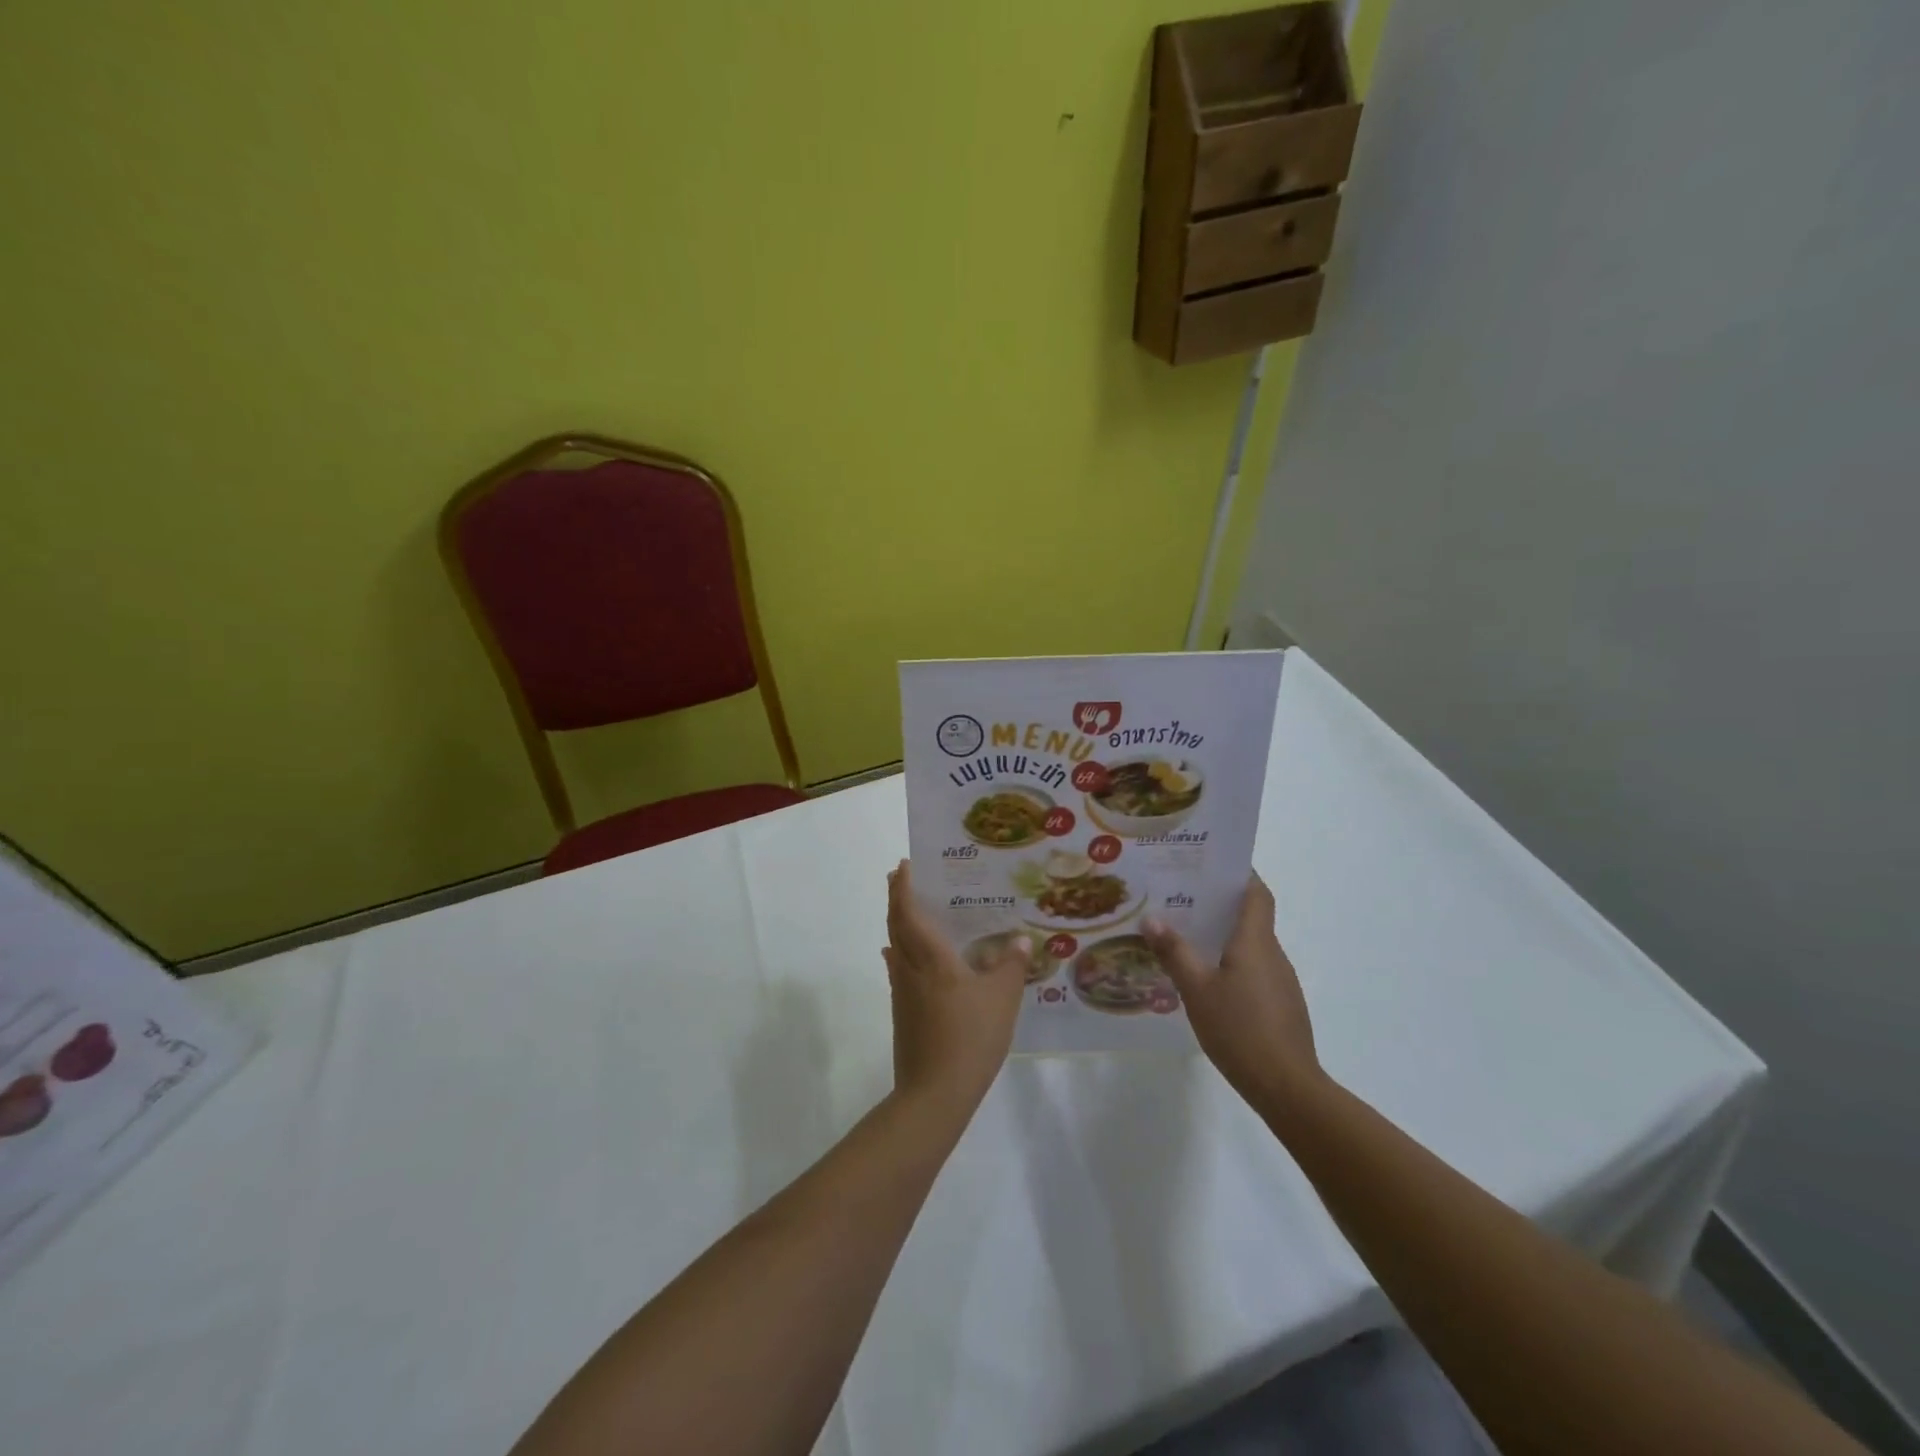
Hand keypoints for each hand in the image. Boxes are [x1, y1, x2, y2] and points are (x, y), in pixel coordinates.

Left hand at [884, 861, 1029, 1112]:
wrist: (934, 1093)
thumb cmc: (970, 1037)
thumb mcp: (1002, 999)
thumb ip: (1011, 966)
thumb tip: (1019, 939)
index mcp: (931, 959)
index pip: (909, 913)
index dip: (903, 888)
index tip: (904, 866)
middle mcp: (909, 968)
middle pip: (895, 925)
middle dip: (896, 898)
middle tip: (902, 877)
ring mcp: (902, 992)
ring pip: (894, 946)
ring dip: (898, 924)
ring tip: (912, 911)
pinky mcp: (902, 1013)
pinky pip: (899, 969)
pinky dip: (902, 953)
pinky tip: (913, 961)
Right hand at [1142, 875, 1320, 1108]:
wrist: (1287, 1087)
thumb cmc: (1240, 1030)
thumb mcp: (1196, 990)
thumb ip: (1174, 952)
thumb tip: (1151, 919)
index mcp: (1255, 941)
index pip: (1257, 892)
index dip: (1240, 874)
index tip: (1211, 863)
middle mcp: (1272, 953)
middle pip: (1251, 916)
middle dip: (1219, 904)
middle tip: (1181, 898)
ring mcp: (1280, 981)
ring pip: (1250, 945)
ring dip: (1223, 936)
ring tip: (1185, 937)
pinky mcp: (1281, 1005)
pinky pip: (1254, 970)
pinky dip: (1231, 963)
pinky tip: (1206, 980)